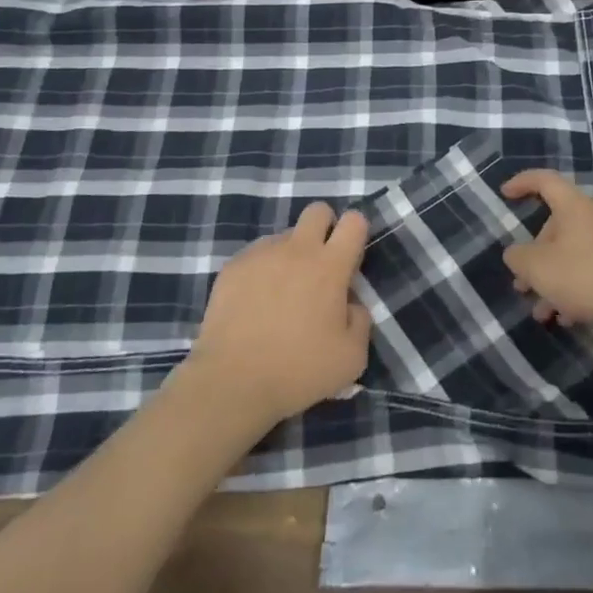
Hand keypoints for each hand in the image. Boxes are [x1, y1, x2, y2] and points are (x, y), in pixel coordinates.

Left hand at [185, 202, 371, 429]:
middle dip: (324, 228)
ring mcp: (261, 254)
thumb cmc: (297, 370)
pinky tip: (255, 302)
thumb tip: (351, 304)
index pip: (354, 221)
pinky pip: (256, 255)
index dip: (356, 232)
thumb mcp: (351, 359)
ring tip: (282, 293)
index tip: (351, 258)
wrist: (232, 382)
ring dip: (291, 254)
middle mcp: (297, 249)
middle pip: (318, 210)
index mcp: (330, 266)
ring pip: (284, 235)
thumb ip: (360, 321)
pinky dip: (262, 270)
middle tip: (320, 265)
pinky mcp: (233, 266)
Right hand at [501, 169, 592, 331]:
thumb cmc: (589, 275)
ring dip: (556, 280)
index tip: (505, 193)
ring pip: (577, 254)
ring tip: (544, 314)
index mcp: (575, 207)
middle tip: (524, 286)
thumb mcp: (539, 269)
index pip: (545, 181)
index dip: (523, 183)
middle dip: (537, 257)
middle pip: (559, 227)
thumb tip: (516, 254)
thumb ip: (519, 258)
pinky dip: (579, 289)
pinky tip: (572, 318)